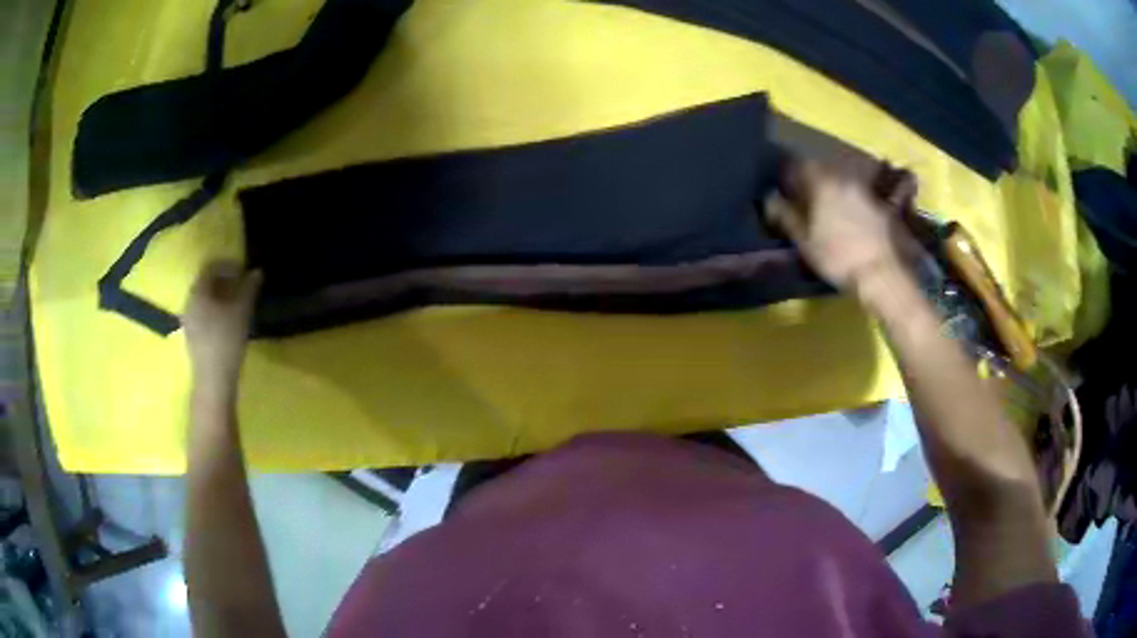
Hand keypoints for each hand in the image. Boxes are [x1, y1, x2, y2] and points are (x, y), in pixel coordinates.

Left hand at [183, 261, 261, 398]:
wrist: (213, 380)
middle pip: (206, 283)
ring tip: (236, 304)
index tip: (244, 270)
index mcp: (198, 291)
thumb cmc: (226, 340)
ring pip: (204, 300)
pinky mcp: (192, 337)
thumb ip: (249, 288)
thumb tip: (257, 271)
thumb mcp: (242, 311)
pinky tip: (227, 322)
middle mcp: (189, 302)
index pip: (211, 267)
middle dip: (224, 281)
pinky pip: (203, 314)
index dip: (228, 265)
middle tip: (241, 285)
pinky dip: (215, 311)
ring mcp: (188, 320)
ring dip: (220, 297)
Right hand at [765, 161, 916, 294]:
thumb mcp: (805, 242)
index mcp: (822, 183)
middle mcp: (845, 179)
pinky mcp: (884, 207)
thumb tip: (768, 198)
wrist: (882, 273)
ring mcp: (867, 192)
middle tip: (808, 200)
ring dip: (836, 192)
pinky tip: (855, 222)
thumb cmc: (838, 258)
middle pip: (825, 171)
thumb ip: (786, 216)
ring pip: (845, 183)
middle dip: (814, 182)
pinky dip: (856, 205)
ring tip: (832, 212)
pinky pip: (863, 198)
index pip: (800, 165)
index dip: (790, 174)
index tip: (785, 187)